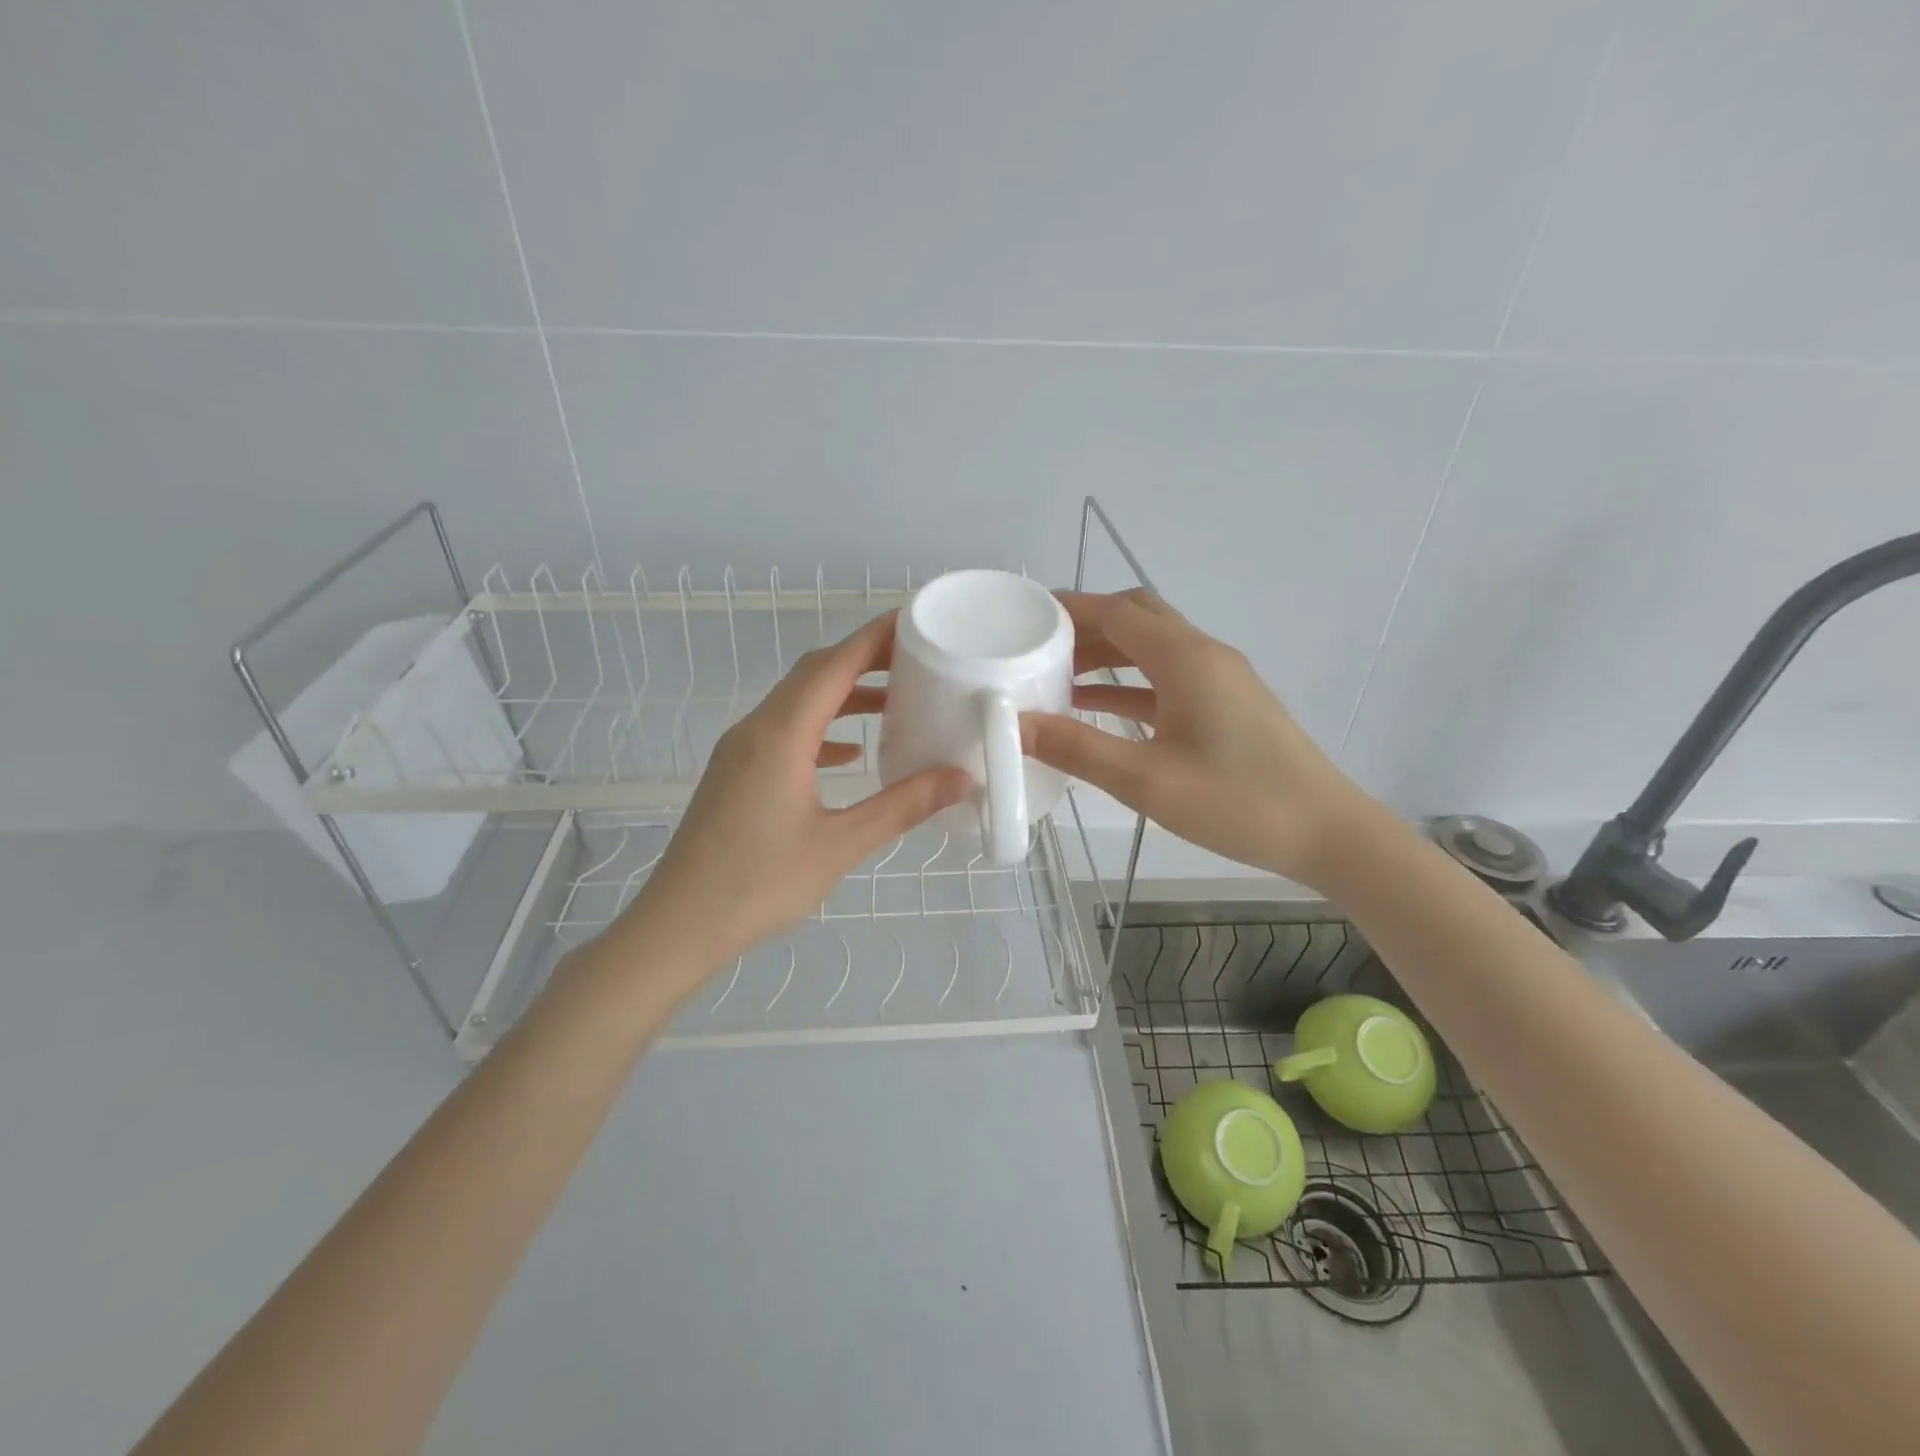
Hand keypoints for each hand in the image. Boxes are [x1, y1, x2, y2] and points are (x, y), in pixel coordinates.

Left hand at [623, 613, 970, 966]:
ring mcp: (740, 750)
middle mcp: (756, 729)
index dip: (873, 638)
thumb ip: (902, 806)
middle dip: (862, 659)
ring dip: (842, 694)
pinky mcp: (734, 772)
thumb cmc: (760, 884)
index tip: (913, 622)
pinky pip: (784, 731)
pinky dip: (821, 729)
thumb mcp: (841, 845)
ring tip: (893, 702)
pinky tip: (850, 754)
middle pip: (813, 674)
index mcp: (781, 735)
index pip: (832, 666)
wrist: (679, 925)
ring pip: (796, 702)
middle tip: (914, 659)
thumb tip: (960, 780)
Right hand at [1022, 590, 1378, 885]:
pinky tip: (1097, 709)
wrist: (1326, 832)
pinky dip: (1128, 684)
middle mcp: (1203, 654)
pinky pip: (1166, 678)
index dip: (1069, 608)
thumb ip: (1077, 749)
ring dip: (1106, 654)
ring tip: (1055, 677)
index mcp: (1185, 659)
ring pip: (1152, 647)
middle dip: (1086, 626)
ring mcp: (1219, 679)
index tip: (1024, 617)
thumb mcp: (1147, 780)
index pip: (1118, 611)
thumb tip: (1014, 725)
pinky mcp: (1226, 704)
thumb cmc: (1238, 802)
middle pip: (1137, 618)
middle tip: (1038, 647)